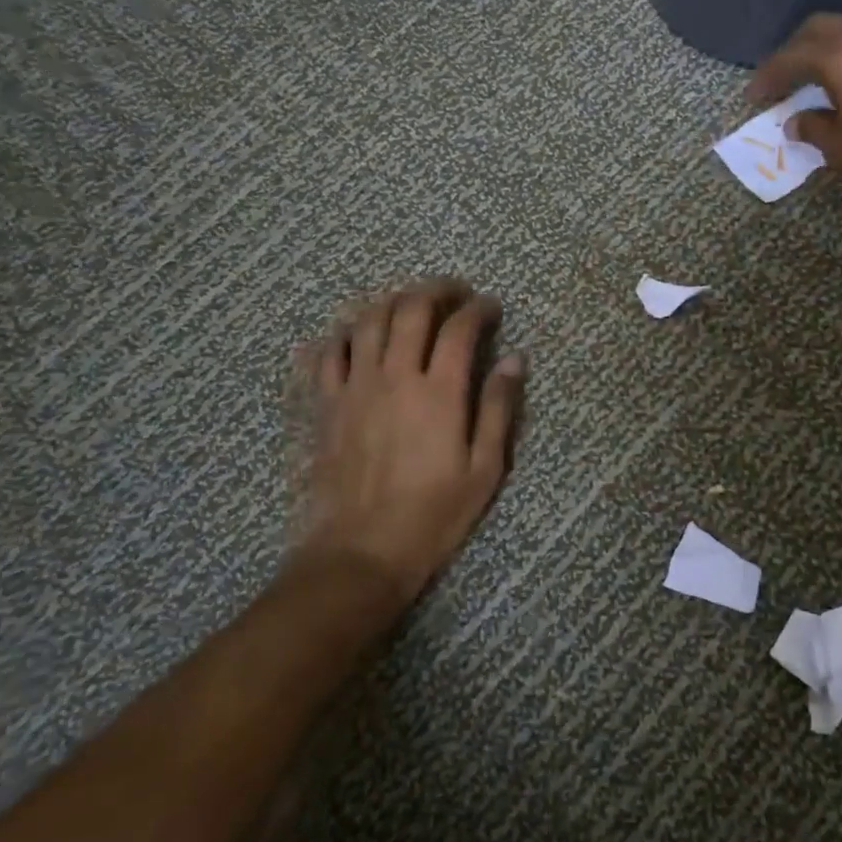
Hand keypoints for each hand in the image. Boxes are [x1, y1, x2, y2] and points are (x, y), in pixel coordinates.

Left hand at [294, 281, 523, 607]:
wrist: (361, 551)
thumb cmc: (433, 514)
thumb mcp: (484, 468)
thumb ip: (498, 408)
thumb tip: (514, 360)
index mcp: (439, 392)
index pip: (459, 328)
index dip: (478, 309)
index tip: (491, 308)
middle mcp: (395, 376)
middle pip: (411, 309)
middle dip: (437, 290)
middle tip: (455, 292)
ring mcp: (355, 387)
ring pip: (368, 320)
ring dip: (393, 300)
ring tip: (411, 303)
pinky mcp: (327, 404)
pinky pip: (329, 352)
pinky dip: (345, 332)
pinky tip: (358, 331)